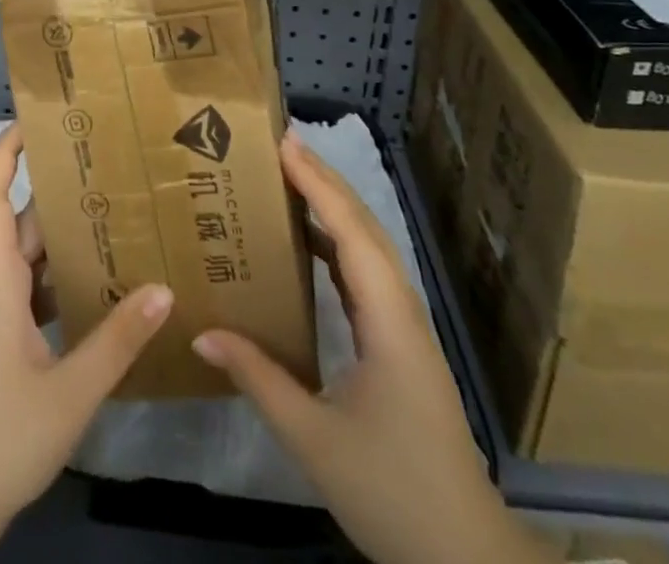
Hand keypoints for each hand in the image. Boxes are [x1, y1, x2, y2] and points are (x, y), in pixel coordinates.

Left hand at [0, 124, 174, 545]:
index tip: (32, 120)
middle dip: (57, 192)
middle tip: (107, 165)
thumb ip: (117, 342)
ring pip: (28, 261)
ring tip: (115, 215)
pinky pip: (31, 293)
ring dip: (64, 238)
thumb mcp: (68, 395)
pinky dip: (62, 280)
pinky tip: (100, 286)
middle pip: (21, 225)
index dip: (4, 155)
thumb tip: (163, 289)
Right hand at [191, 131, 552, 563]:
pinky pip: (366, 275)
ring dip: (333, 208)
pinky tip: (310, 246)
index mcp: (388, 320)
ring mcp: (405, 327)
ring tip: (290, 180)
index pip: (350, 232)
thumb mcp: (314, 438)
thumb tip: (203, 332)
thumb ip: (258, 379)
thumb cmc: (391, 491)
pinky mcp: (401, 344)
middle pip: (364, 228)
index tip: (285, 144)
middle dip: (325, 181)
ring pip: (369, 249)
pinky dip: (338, 243)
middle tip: (281, 146)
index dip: (318, 184)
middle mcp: (401, 310)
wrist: (465, 556)